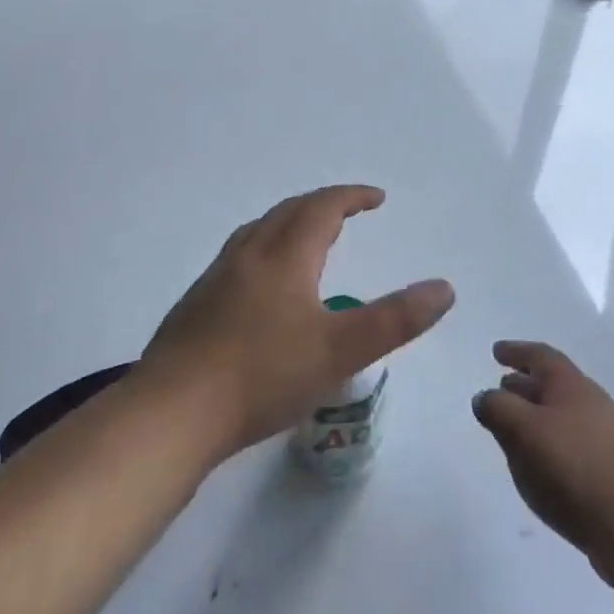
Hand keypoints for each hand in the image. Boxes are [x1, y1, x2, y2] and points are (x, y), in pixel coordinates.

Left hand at [138, 185, 453, 460]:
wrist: (169, 416)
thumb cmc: (262, 376)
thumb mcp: (341, 351)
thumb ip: (396, 319)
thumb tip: (444, 288)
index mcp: (285, 256)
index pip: (323, 207)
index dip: (352, 196)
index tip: (376, 198)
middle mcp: (249, 255)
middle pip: (288, 212)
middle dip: (322, 205)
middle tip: (347, 213)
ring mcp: (215, 279)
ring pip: (257, 232)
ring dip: (288, 224)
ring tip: (306, 240)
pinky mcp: (194, 307)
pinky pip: (237, 258)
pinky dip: (263, 251)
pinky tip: (261, 289)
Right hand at [472, 341, 613, 578]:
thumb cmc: (572, 466)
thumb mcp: (524, 431)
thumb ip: (498, 409)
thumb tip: (484, 397)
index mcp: (570, 383)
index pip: (540, 355)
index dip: (516, 351)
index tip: (496, 351)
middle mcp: (590, 400)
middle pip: (552, 382)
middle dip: (524, 383)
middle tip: (501, 387)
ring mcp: (603, 434)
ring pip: (561, 413)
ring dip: (535, 414)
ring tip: (513, 427)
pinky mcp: (608, 466)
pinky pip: (570, 440)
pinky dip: (548, 439)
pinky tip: (538, 462)